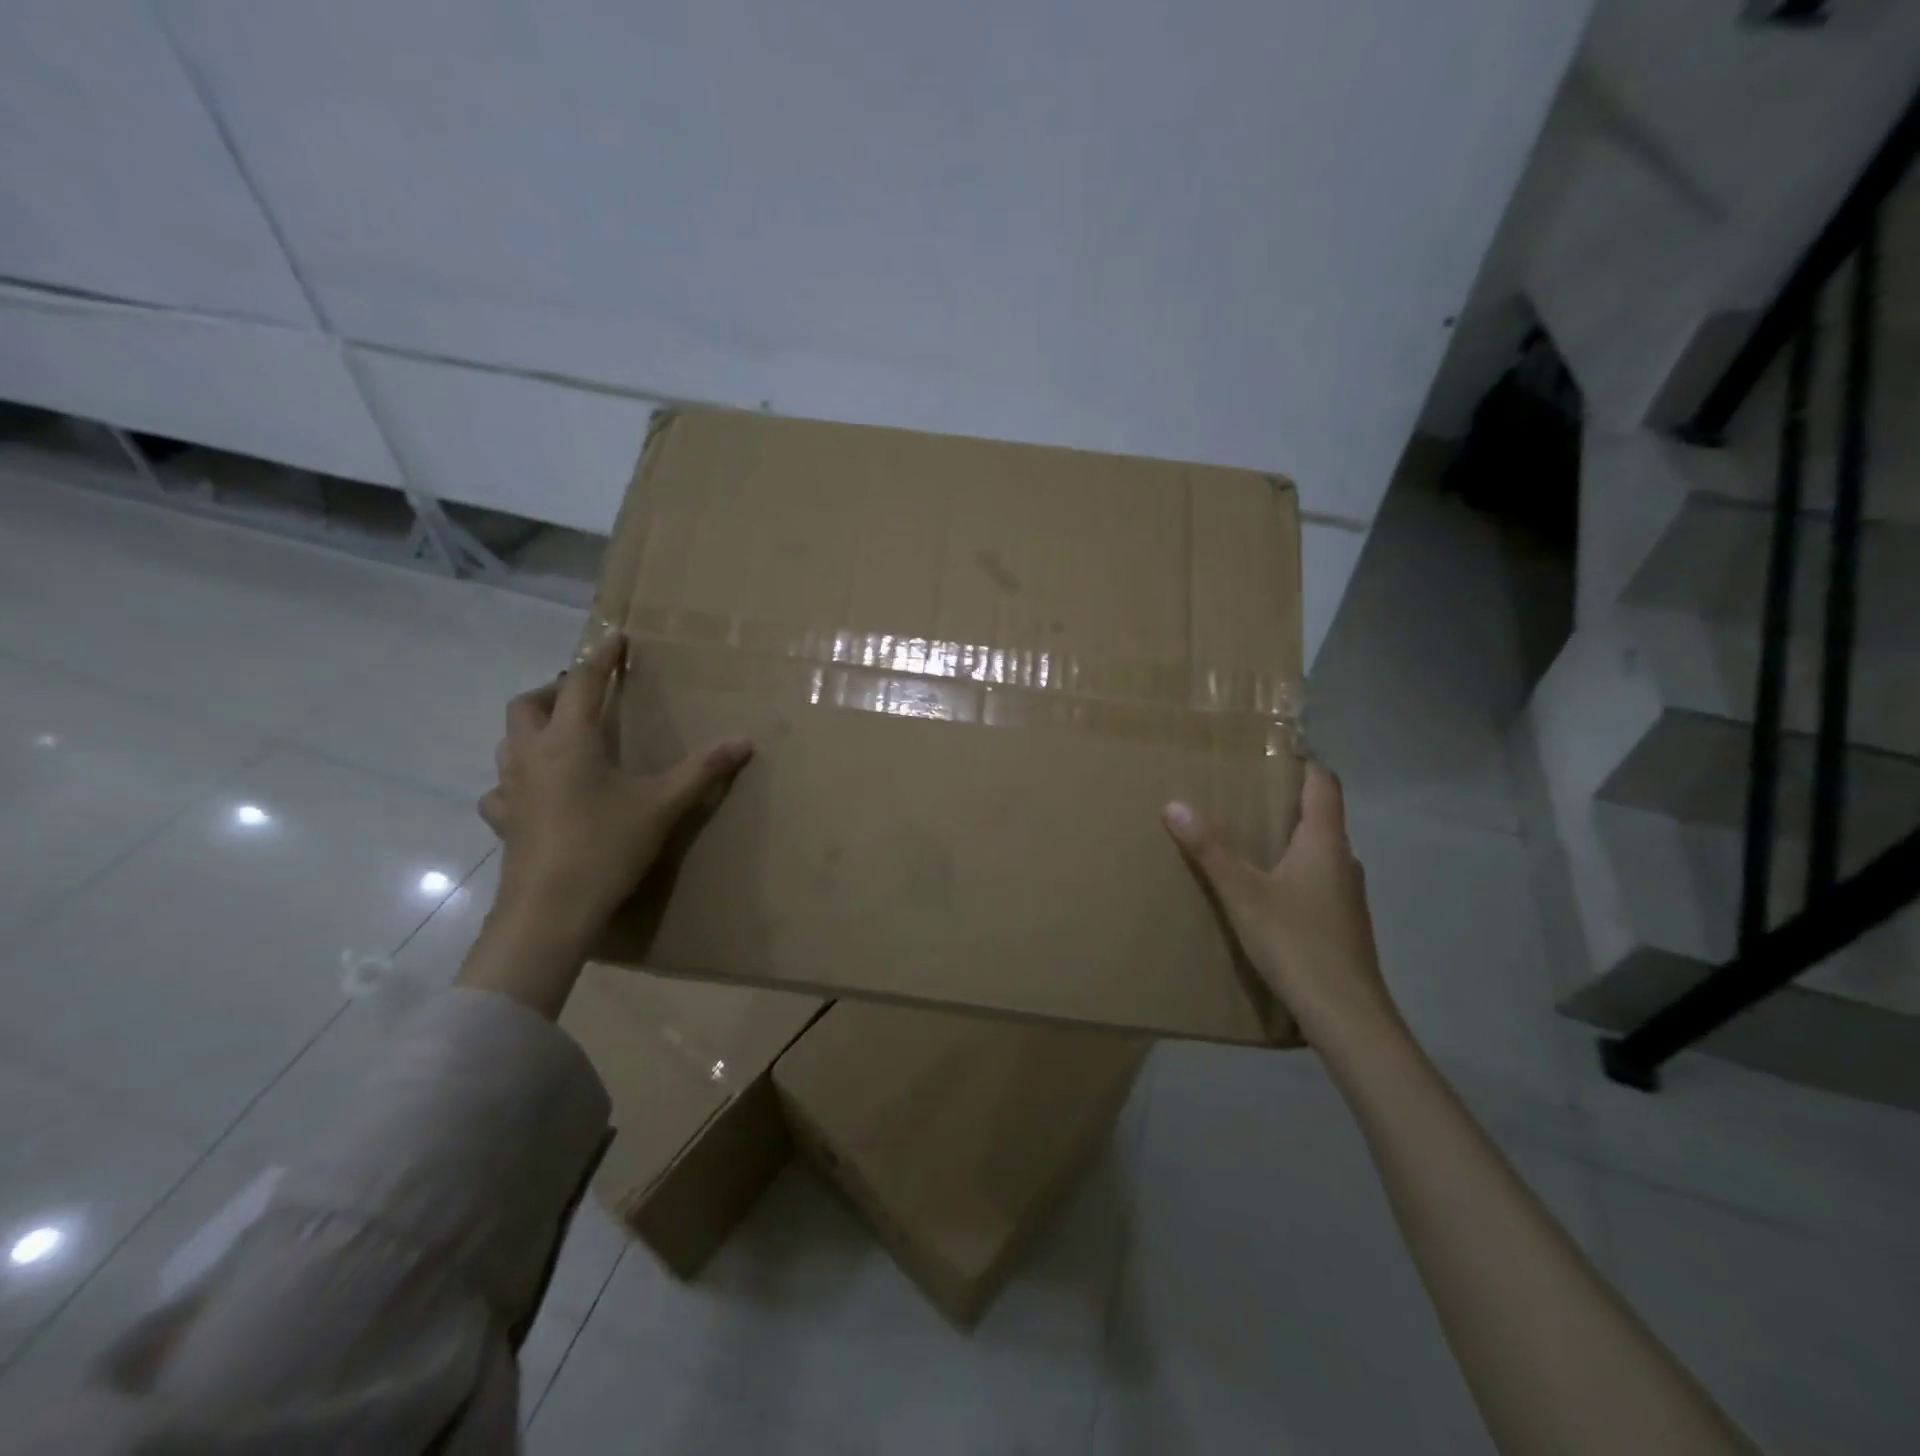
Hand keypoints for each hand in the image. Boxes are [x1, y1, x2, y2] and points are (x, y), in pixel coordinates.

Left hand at [479, 633, 753, 944]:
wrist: (550, 910)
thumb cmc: (607, 846)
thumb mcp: (664, 805)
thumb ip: (703, 770)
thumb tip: (744, 741)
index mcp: (571, 740)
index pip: (583, 682)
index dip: (602, 657)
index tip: (616, 637)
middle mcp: (532, 754)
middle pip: (529, 703)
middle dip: (557, 689)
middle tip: (586, 696)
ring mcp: (510, 788)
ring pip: (508, 740)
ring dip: (533, 727)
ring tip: (562, 736)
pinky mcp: (503, 821)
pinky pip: (500, 788)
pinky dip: (516, 780)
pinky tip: (533, 793)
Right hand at [1163, 762, 1397, 1048]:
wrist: (1346, 1015)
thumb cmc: (1296, 942)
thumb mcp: (1242, 894)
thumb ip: (1210, 850)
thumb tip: (1174, 804)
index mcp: (1326, 842)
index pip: (1324, 784)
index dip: (1302, 764)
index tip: (1267, 755)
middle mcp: (1344, 861)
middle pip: (1320, 816)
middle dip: (1284, 803)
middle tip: (1241, 795)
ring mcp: (1347, 894)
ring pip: (1318, 852)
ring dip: (1288, 840)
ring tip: (1246, 840)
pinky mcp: (1343, 923)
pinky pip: (1317, 881)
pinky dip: (1293, 872)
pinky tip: (1265, 891)